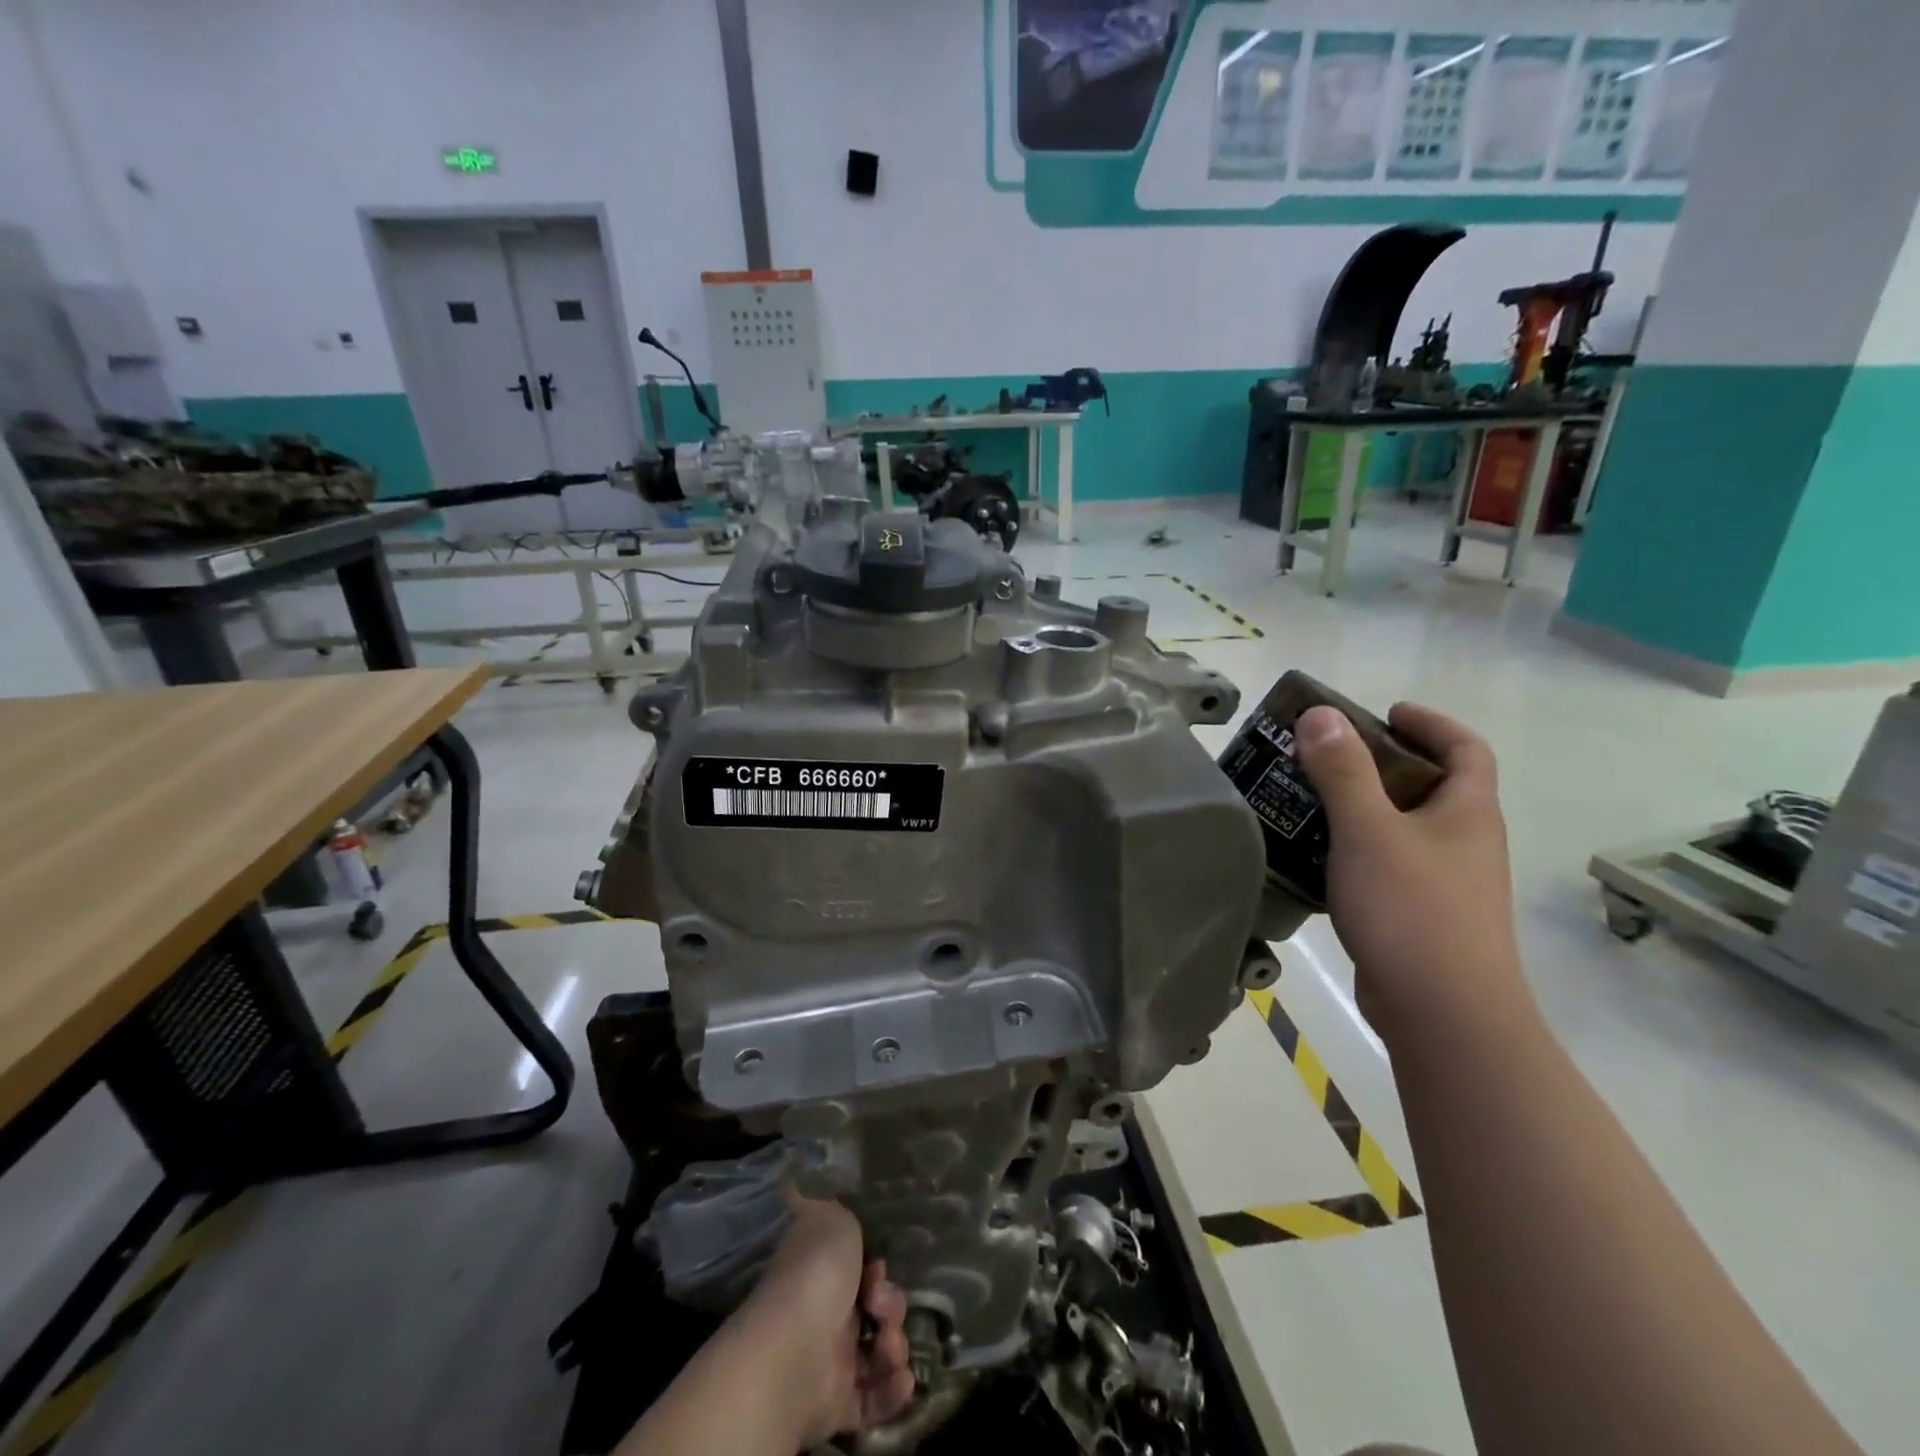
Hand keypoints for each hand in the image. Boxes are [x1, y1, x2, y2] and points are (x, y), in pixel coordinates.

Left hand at [740, 1193, 914, 1446]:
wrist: (794, 1352)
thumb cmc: (816, 1274)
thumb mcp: (832, 1218)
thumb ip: (836, 1207)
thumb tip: (801, 1177)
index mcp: (820, 1271)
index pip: (859, 1268)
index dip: (877, 1267)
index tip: (878, 1266)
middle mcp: (824, 1313)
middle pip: (875, 1308)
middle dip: (891, 1305)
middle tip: (881, 1306)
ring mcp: (830, 1360)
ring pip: (879, 1350)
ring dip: (895, 1346)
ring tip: (888, 1347)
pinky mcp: (837, 1404)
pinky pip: (875, 1397)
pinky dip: (893, 1389)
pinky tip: (901, 1378)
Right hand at [1293, 702, 1530, 1043]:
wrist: (1444, 1015)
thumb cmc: (1413, 910)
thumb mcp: (1369, 831)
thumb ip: (1343, 771)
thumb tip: (1320, 714)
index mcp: (1467, 812)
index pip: (1466, 748)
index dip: (1430, 723)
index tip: (1384, 713)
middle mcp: (1463, 842)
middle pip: (1427, 786)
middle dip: (1377, 764)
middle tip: (1322, 756)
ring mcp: (1444, 882)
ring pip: (1400, 828)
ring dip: (1358, 808)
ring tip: (1303, 800)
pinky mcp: (1417, 916)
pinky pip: (1383, 865)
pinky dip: (1351, 850)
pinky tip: (1311, 857)